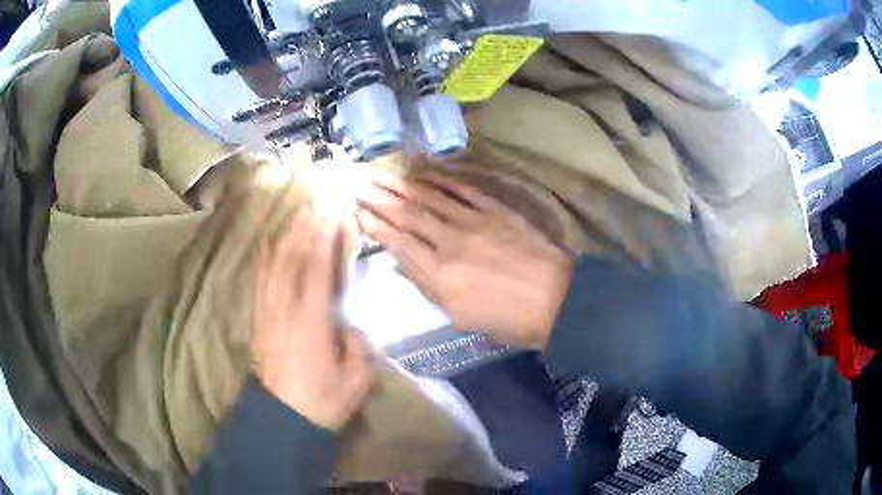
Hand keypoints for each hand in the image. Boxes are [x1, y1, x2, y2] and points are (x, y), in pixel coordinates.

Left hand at [253, 214, 374, 430]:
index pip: (316, 269)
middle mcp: (284, 308)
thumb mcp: (356, 380)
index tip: (331, 213)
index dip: (323, 238)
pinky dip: (265, 256)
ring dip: (285, 236)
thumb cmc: (322, 401)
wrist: (282, 418)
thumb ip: (359, 347)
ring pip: (272, 264)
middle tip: (315, 203)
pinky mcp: (258, 319)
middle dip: (303, 227)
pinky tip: (268, 243)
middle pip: (291, 258)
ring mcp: (267, 312)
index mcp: (310, 321)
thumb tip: (351, 327)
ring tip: (296, 214)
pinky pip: (259, 279)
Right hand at [356, 173, 572, 349]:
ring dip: (399, 184)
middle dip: (377, 196)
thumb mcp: (461, 317)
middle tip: (354, 179)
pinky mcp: (495, 210)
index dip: (375, 224)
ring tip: (377, 171)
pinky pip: (462, 191)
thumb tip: (400, 263)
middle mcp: (451, 243)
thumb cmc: (508, 320)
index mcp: (440, 276)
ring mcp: (474, 222)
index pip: (399, 243)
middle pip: (407, 215)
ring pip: (429, 199)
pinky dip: (440, 180)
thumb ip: (427, 287)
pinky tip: (422, 172)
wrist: (557, 301)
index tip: (356, 209)